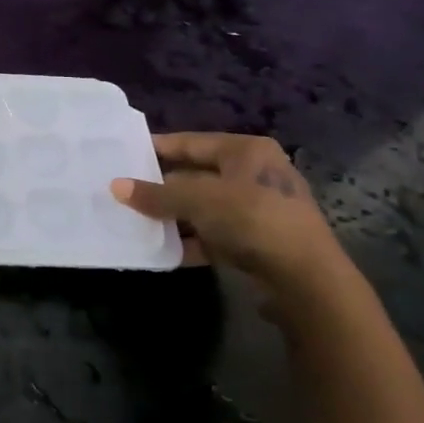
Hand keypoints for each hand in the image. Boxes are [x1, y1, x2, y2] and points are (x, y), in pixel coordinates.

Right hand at [113, 132, 350, 307]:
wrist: (307, 280)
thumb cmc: (252, 219)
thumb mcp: (199, 201)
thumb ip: (157, 194)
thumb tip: (116, 187)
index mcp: (246, 151)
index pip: (192, 142)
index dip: (157, 148)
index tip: (125, 154)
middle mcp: (254, 174)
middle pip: (196, 175)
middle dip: (162, 186)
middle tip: (125, 190)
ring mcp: (258, 210)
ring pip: (204, 207)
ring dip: (174, 216)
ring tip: (137, 220)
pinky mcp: (258, 242)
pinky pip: (214, 234)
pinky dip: (191, 240)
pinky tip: (163, 249)